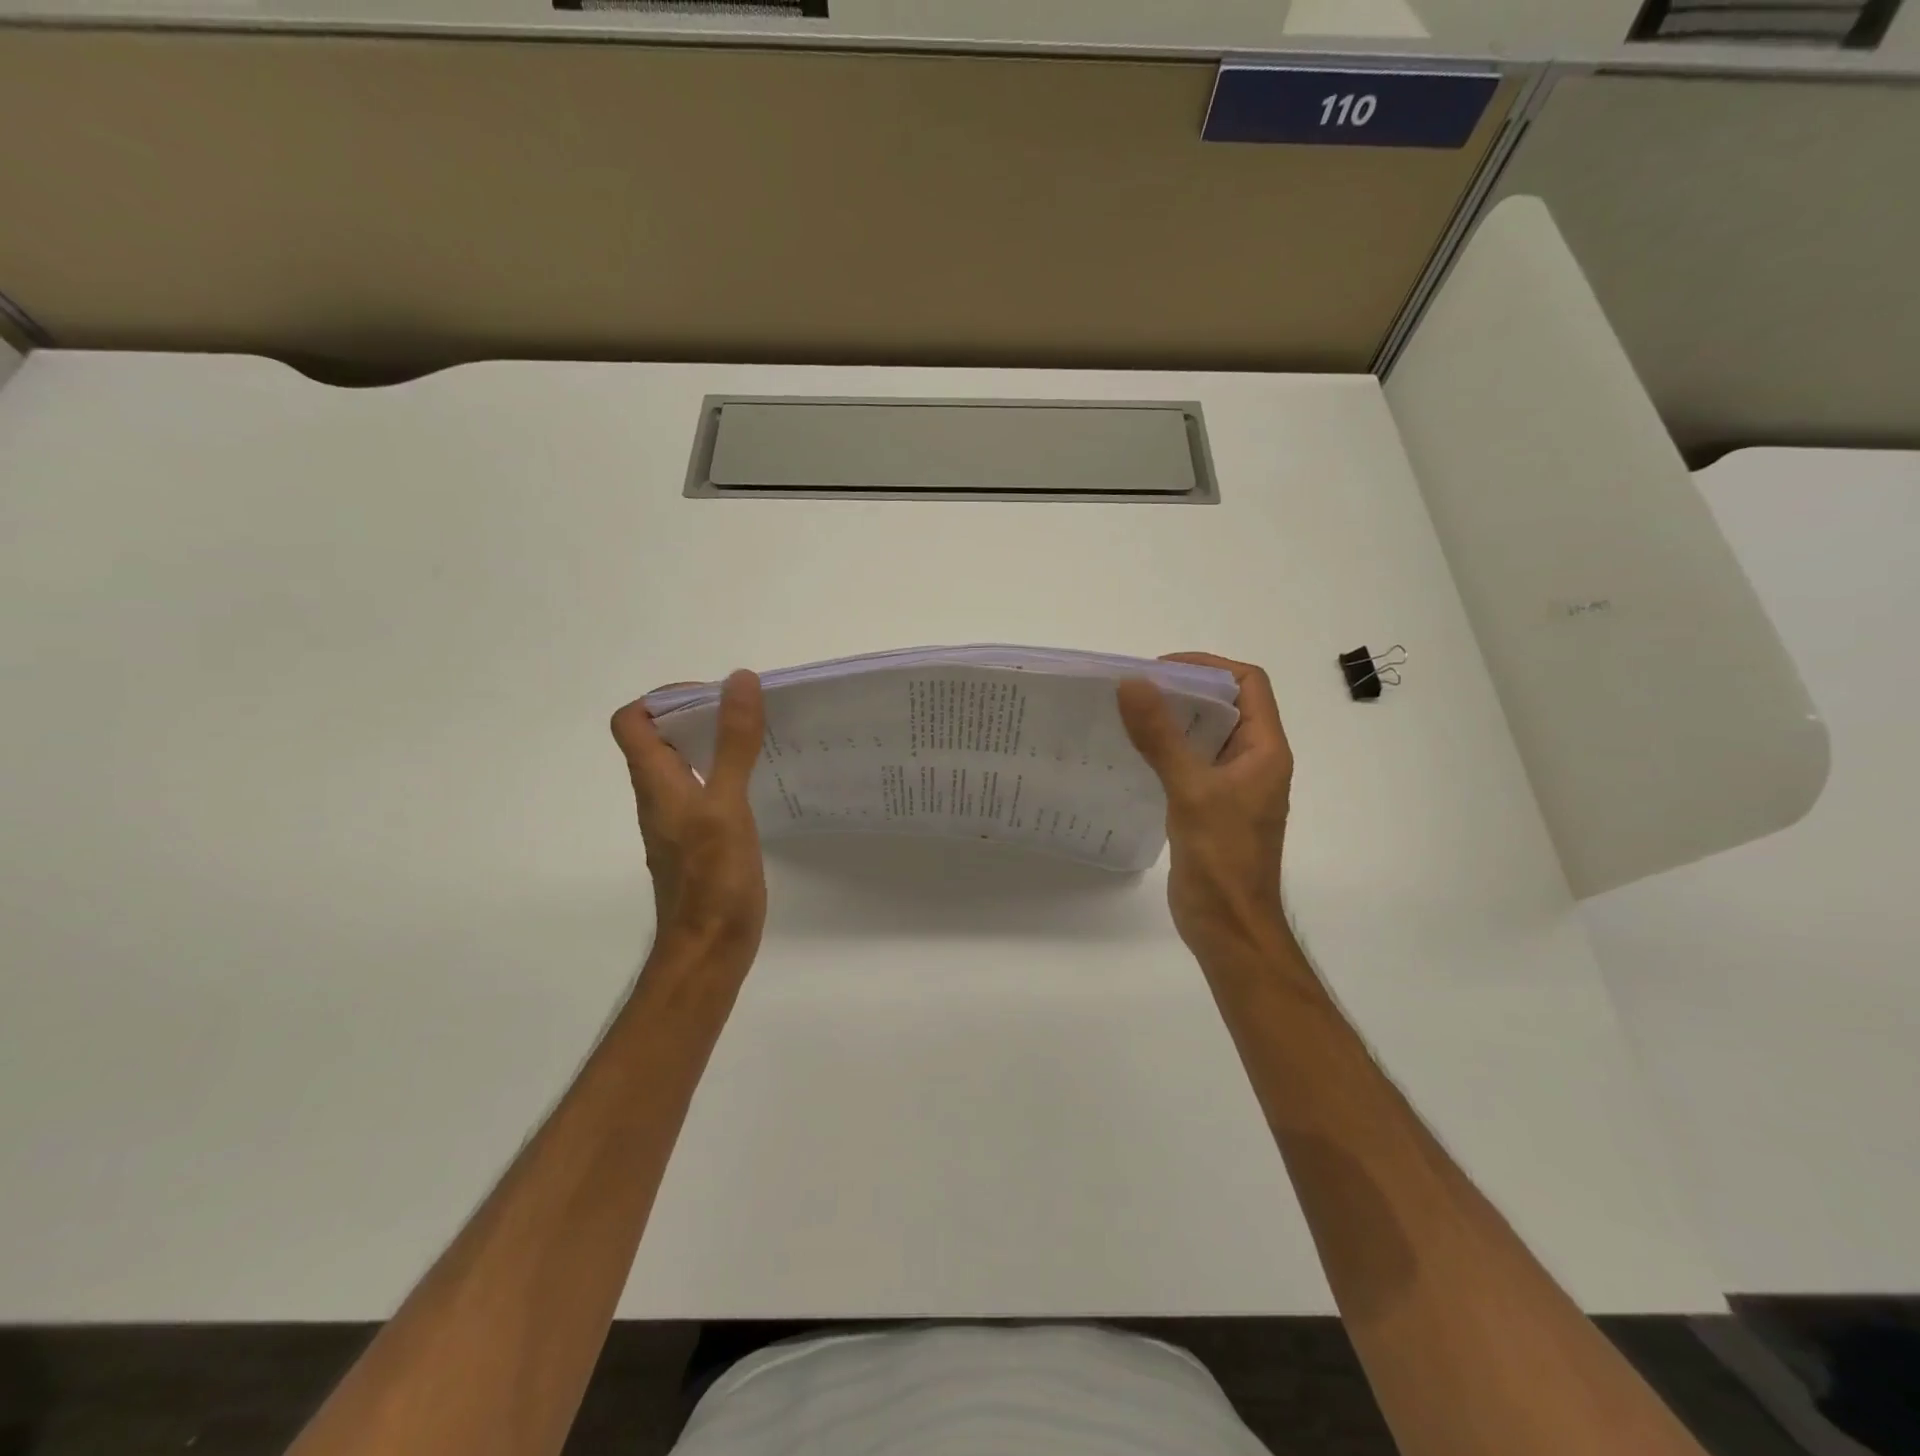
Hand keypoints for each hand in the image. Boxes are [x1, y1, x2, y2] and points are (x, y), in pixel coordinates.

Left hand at [610, 670, 767, 966]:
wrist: (708, 951)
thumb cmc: (713, 879)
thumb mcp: (726, 805)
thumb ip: (733, 744)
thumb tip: (738, 681)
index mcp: (656, 782)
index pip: (633, 722)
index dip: (664, 698)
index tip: (713, 695)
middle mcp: (660, 797)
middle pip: (661, 740)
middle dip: (700, 715)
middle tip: (747, 713)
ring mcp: (679, 822)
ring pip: (686, 766)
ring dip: (715, 744)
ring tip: (761, 740)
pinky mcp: (699, 842)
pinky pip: (706, 792)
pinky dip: (728, 776)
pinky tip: (762, 785)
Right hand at [1117, 653, 1293, 956]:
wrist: (1229, 927)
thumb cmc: (1223, 859)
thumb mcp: (1191, 791)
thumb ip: (1161, 737)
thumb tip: (1132, 683)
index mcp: (1265, 750)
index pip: (1248, 684)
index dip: (1208, 667)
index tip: (1160, 669)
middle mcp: (1253, 762)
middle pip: (1225, 706)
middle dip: (1183, 690)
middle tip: (1135, 690)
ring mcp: (1232, 787)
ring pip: (1205, 736)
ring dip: (1172, 721)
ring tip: (1128, 716)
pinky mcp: (1210, 808)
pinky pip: (1189, 765)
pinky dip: (1165, 751)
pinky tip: (1132, 756)